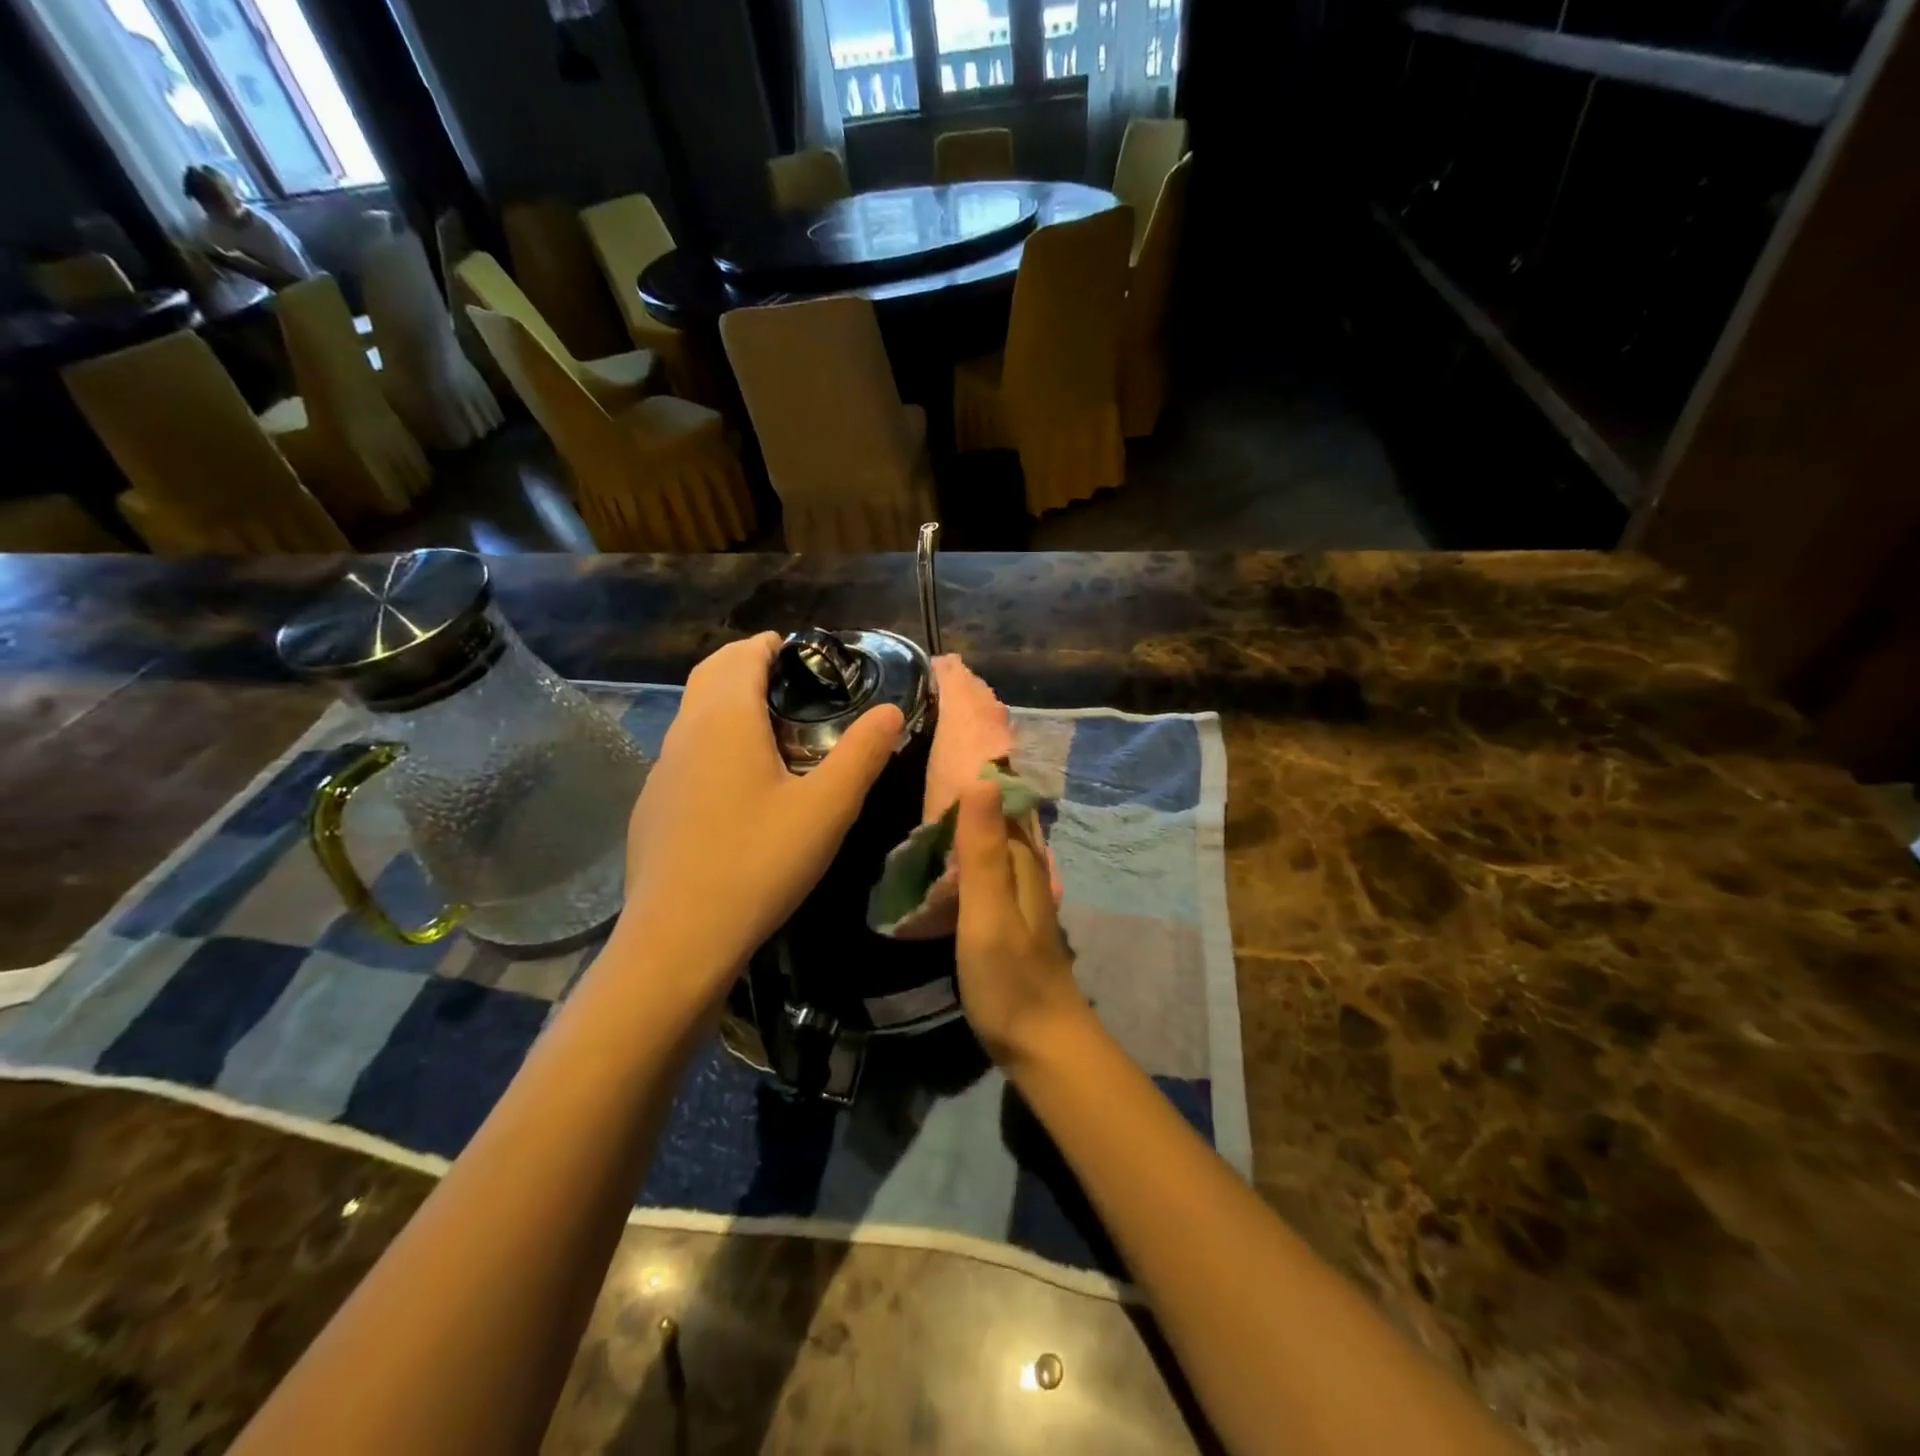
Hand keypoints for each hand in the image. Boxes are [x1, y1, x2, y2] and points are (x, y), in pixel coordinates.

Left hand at [614, 633, 904, 1002]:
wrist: (678, 939)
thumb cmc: (759, 863)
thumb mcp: (827, 808)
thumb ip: (863, 753)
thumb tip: (891, 711)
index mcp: (725, 720)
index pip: (742, 655)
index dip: (771, 645)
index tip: (805, 654)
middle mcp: (685, 733)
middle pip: (711, 675)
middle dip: (747, 665)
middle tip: (793, 683)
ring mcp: (661, 771)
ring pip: (694, 714)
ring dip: (728, 703)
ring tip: (772, 728)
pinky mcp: (653, 806)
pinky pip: (685, 753)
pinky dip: (713, 741)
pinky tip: (738, 785)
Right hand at [953, 779, 1087, 1065]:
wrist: (1041, 1043)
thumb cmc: (1010, 978)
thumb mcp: (989, 912)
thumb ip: (983, 850)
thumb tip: (982, 779)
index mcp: (1023, 861)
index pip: (1004, 799)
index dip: (979, 771)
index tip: (943, 745)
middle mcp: (1027, 870)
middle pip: (1001, 819)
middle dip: (972, 793)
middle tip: (925, 770)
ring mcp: (1022, 897)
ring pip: (995, 845)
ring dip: (970, 823)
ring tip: (927, 805)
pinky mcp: (1011, 919)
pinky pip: (990, 871)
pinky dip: (969, 855)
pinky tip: (946, 860)